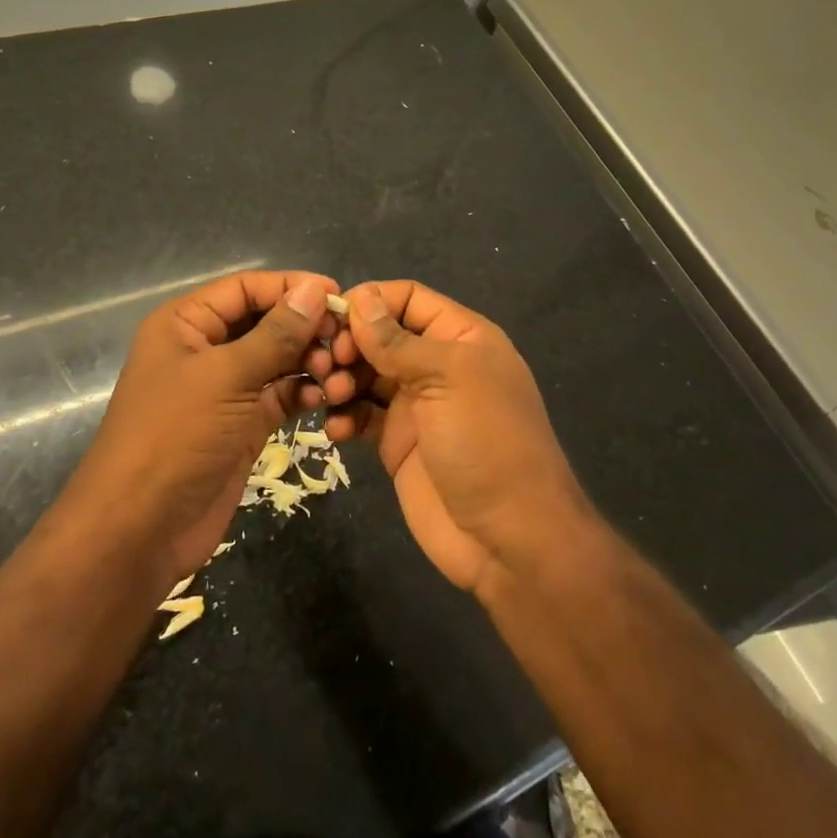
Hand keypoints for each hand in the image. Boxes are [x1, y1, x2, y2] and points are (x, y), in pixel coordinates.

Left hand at [66, 270, 340, 580]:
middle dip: (305, 328)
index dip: (291, 287)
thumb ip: (276, 333)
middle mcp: (205, 348)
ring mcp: (225, 389)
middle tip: (344, 342)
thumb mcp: (226, 377)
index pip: (246, 288)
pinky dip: (304, 392)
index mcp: (187, 323)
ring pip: (277, 359)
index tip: (338, 295)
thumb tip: (315, 288)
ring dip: (309, 362)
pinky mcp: (242, 423)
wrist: (140, 530)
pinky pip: (280, 394)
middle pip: (265, 321)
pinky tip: (325, 398)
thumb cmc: (175, 437)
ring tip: (337, 375)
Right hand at [306, 280, 592, 596]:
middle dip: (350, 343)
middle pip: (381, 335)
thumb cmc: (487, 442)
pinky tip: (337, 430)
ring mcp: (416, 405)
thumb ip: (398, 340)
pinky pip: (362, 415)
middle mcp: (437, 365)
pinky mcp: (397, 443)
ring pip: (366, 374)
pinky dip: (345, 416)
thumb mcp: (448, 378)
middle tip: (328, 362)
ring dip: (342, 379)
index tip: (332, 316)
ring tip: (331, 395)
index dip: (371, 300)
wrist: (508, 539)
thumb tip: (359, 299)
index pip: (408, 298)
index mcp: (461, 337)